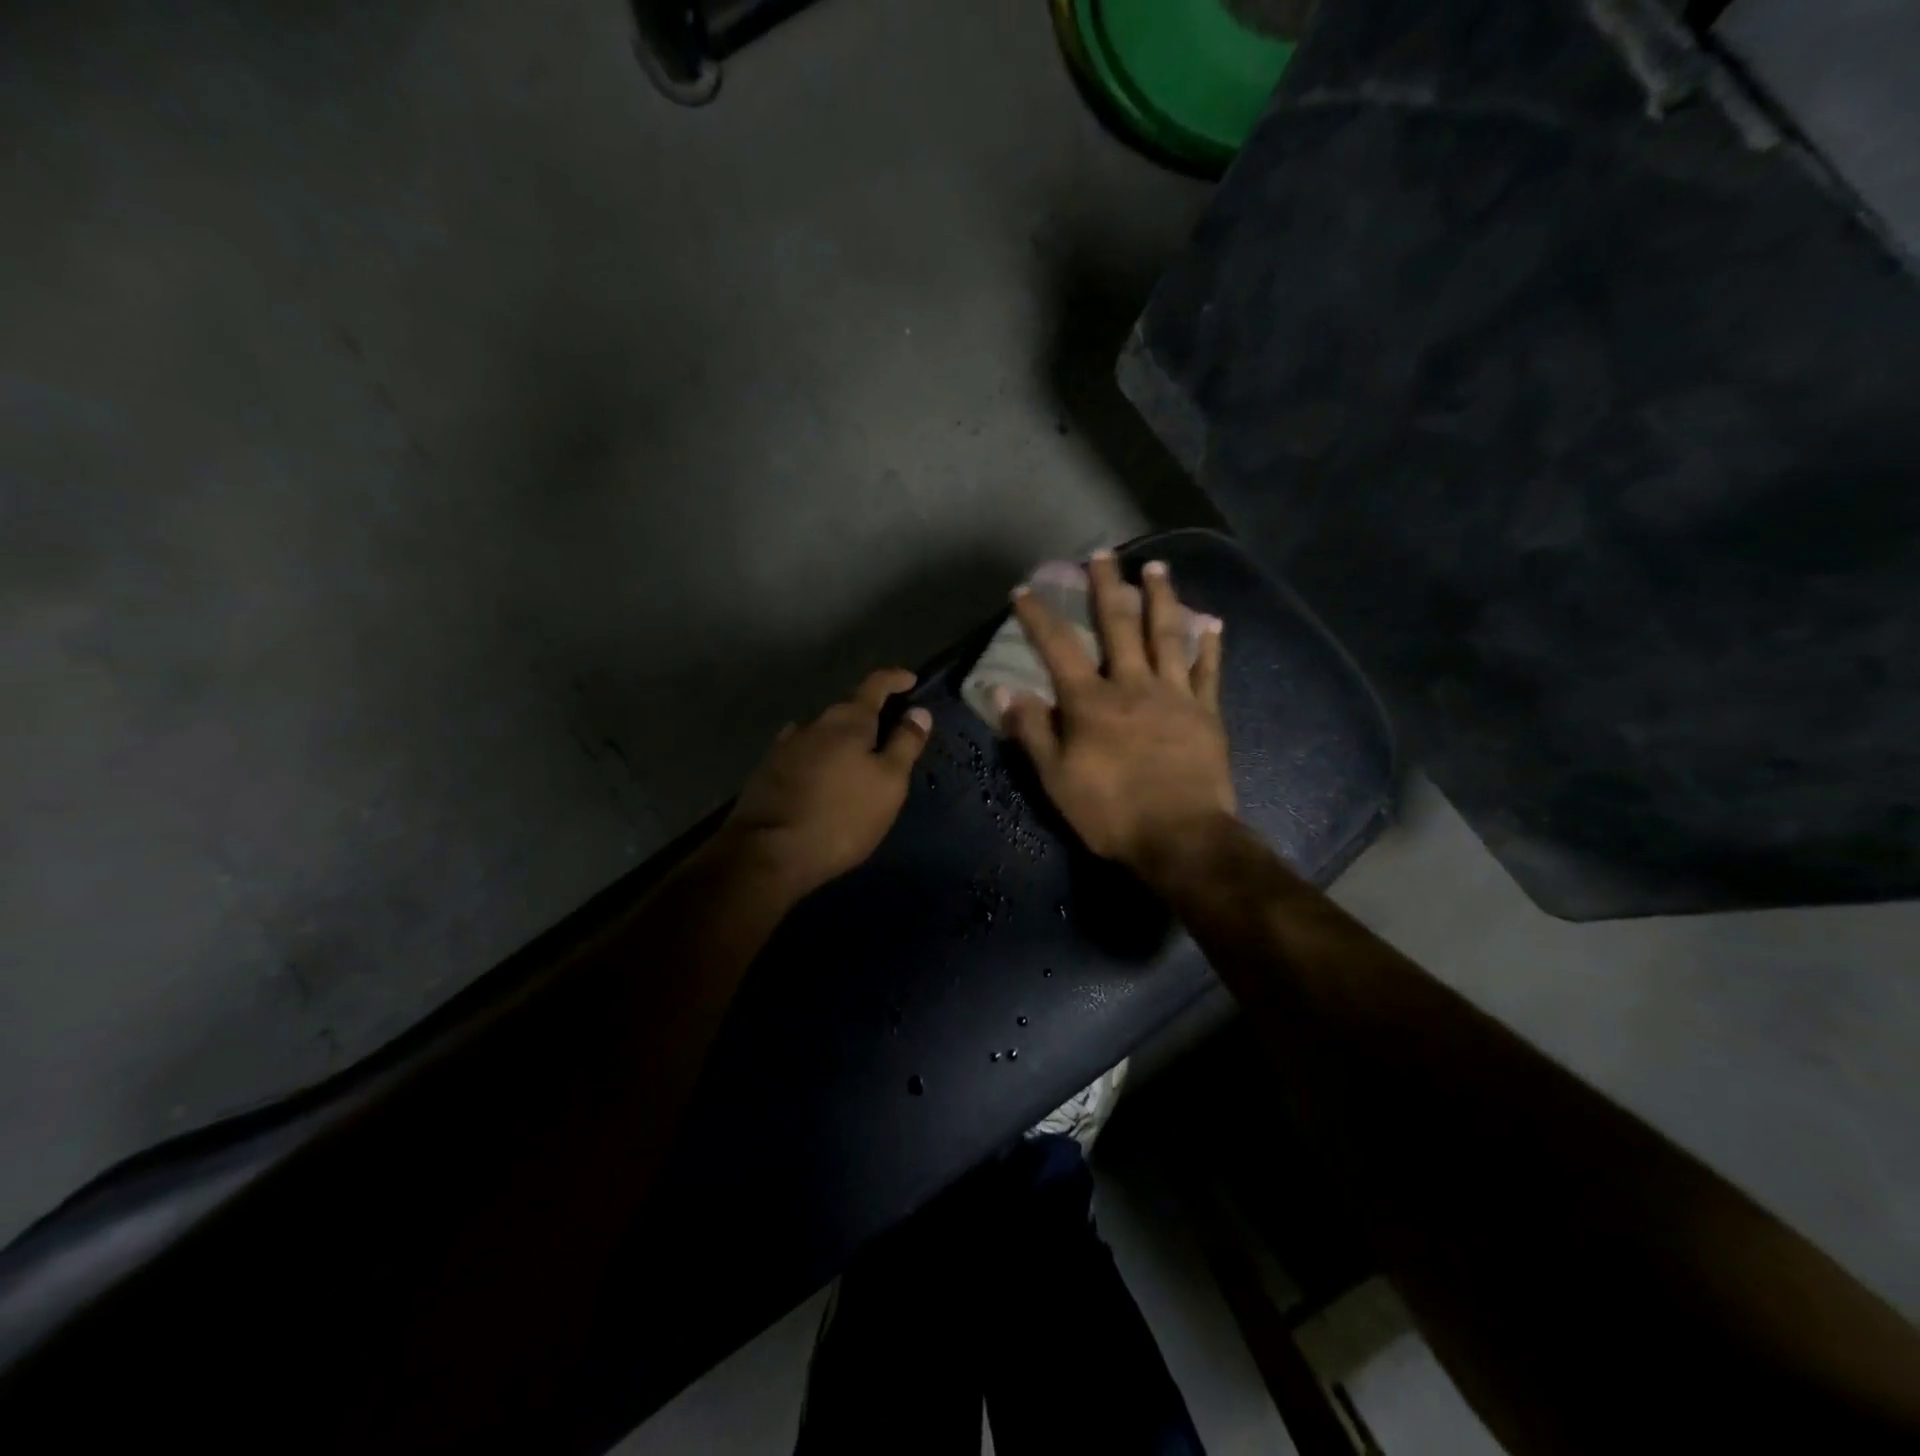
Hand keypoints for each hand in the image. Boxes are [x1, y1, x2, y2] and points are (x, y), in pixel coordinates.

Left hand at [721, 668, 932, 897]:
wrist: (768, 852)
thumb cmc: (841, 817)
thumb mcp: (888, 783)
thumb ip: (905, 744)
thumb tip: (919, 711)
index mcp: (848, 721)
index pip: (875, 684)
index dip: (895, 679)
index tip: (910, 681)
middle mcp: (815, 723)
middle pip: (848, 708)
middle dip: (870, 715)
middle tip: (890, 733)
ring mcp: (786, 745)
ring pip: (823, 731)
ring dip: (842, 738)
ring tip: (857, 758)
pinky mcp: (768, 770)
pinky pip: (804, 752)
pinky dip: (820, 756)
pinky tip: (823, 774)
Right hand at [997, 551, 1233, 884]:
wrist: (1181, 839)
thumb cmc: (1111, 813)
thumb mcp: (1056, 779)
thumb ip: (1032, 732)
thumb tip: (1003, 692)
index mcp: (1091, 702)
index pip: (1058, 648)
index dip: (1038, 617)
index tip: (1024, 590)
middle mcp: (1132, 685)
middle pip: (1118, 625)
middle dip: (1107, 587)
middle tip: (1103, 554)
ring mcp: (1175, 695)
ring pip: (1168, 635)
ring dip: (1162, 598)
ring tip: (1158, 568)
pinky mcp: (1207, 713)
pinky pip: (1209, 671)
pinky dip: (1210, 645)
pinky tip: (1212, 623)